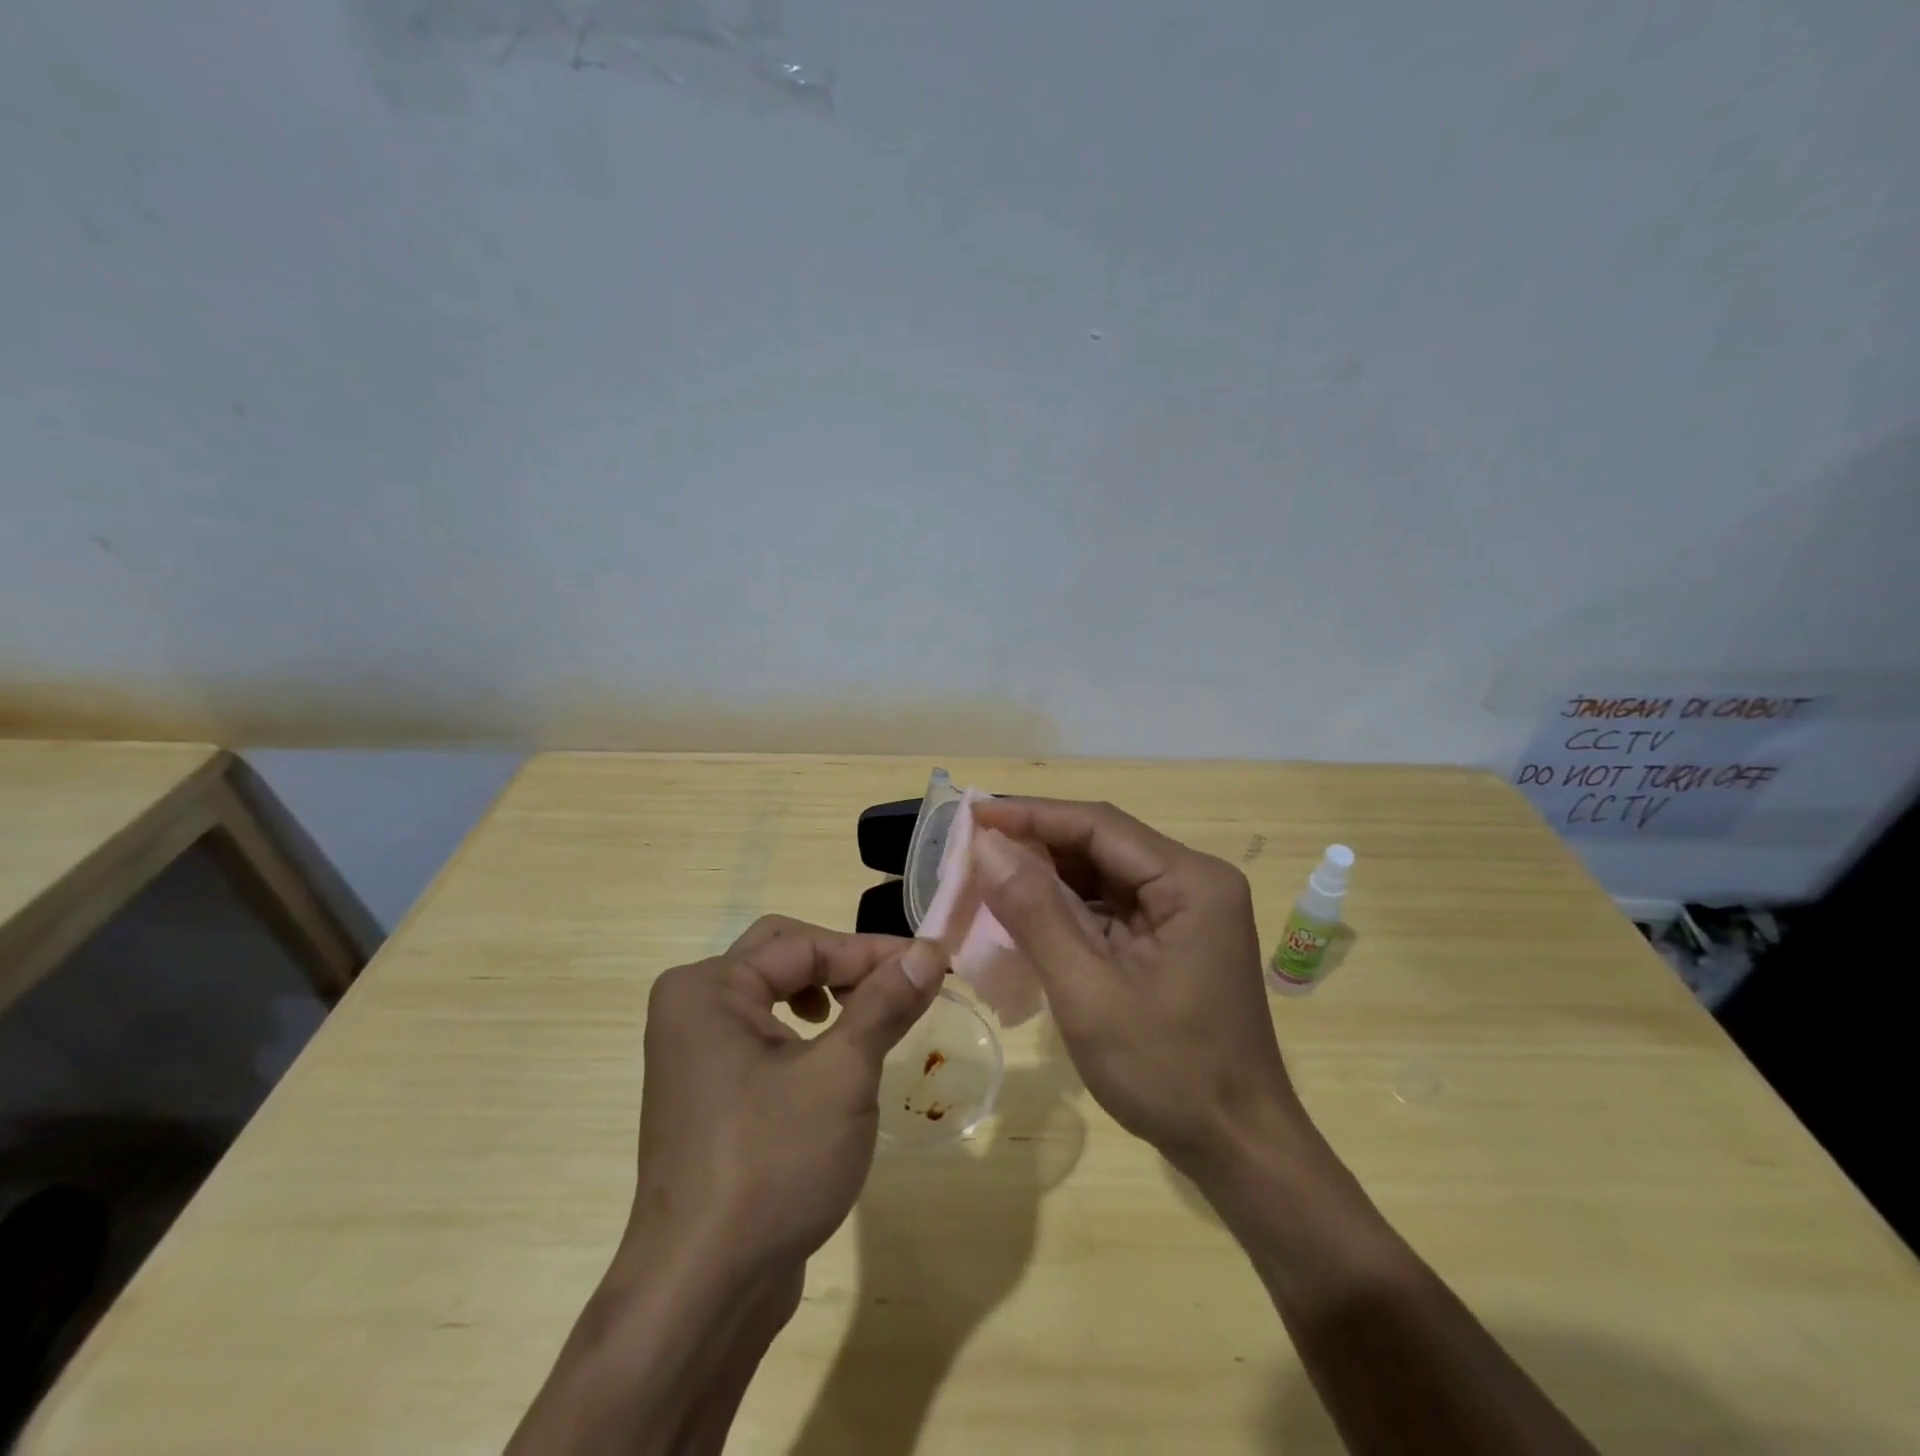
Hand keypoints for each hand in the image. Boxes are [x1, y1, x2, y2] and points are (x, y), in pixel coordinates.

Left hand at [623, 916, 947, 1275]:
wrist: (701, 1293)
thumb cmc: (772, 1165)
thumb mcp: (842, 1075)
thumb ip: (884, 1004)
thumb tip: (928, 952)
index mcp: (708, 988)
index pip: (804, 944)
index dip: (872, 952)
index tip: (932, 964)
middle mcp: (692, 1009)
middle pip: (782, 955)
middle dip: (845, 966)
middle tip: (897, 988)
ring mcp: (694, 1055)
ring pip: (772, 995)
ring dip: (828, 995)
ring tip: (868, 1020)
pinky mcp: (708, 1094)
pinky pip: (763, 1036)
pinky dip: (806, 1034)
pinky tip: (834, 1063)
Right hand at [969, 798, 1302, 1170]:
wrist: (1237, 1148)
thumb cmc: (1168, 1073)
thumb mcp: (1089, 993)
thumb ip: (1036, 914)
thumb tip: (987, 846)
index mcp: (1190, 882)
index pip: (1099, 826)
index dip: (1031, 814)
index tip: (973, 813)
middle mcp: (1193, 883)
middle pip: (1101, 845)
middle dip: (1035, 845)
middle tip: (970, 847)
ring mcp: (1185, 912)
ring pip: (1101, 875)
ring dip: (1045, 877)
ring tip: (986, 876)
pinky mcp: (1171, 939)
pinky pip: (1109, 908)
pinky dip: (1065, 909)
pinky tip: (1023, 914)